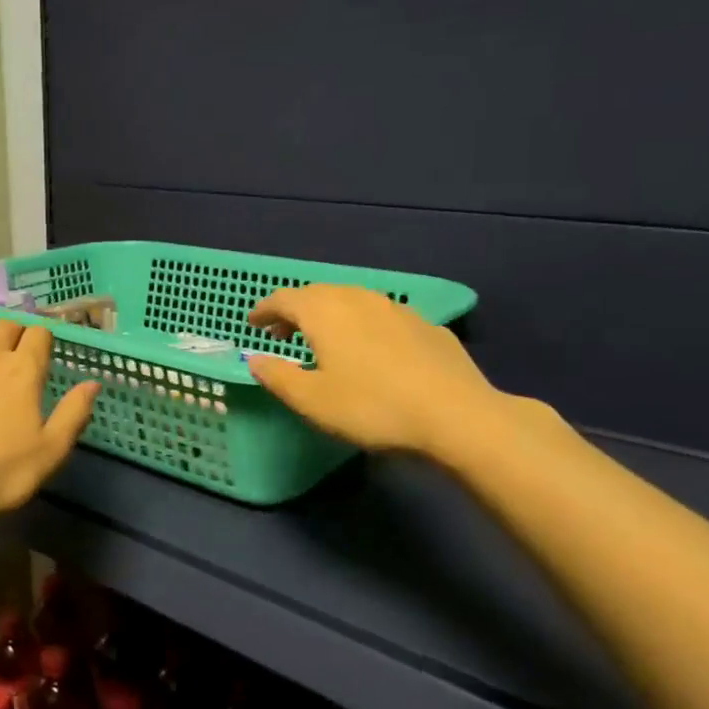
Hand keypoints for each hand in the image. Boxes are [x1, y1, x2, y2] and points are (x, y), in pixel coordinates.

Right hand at [246, 284, 513, 465]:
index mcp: (324, 312)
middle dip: (295, 310)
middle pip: (317, 294)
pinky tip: (370, 350)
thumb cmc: (372, 407)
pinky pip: (381, 316)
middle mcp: (358, 298)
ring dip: (330, 315)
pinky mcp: (425, 324)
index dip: (264, 310)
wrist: (455, 414)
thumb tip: (255, 360)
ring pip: (352, 301)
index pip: (284, 299)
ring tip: (324, 339)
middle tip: (282, 333)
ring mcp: (395, 308)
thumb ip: (278, 376)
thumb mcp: (312, 401)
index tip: (253, 323)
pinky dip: (362, 325)